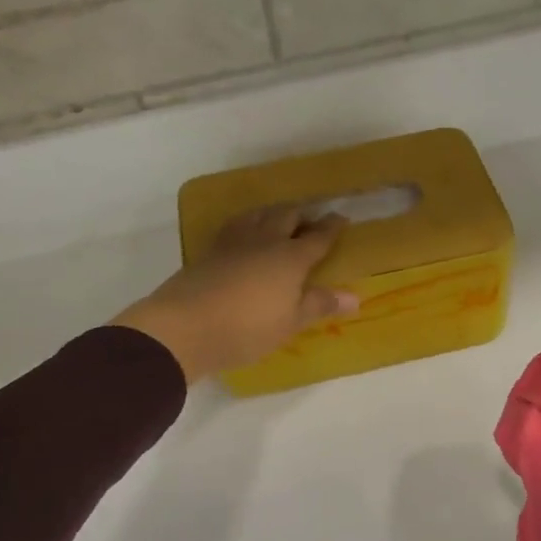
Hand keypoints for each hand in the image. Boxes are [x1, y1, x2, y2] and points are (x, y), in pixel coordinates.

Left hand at [114, 205, 359, 383]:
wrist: (185, 327)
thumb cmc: (248, 328)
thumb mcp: (290, 322)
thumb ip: (320, 304)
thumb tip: (355, 297)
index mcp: (291, 257)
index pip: (318, 237)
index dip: (332, 228)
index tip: (341, 218)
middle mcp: (264, 241)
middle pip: (286, 216)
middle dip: (302, 214)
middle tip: (311, 219)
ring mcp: (233, 243)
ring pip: (257, 214)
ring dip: (272, 212)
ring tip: (278, 218)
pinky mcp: (209, 251)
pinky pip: (234, 226)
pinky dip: (247, 223)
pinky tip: (244, 233)